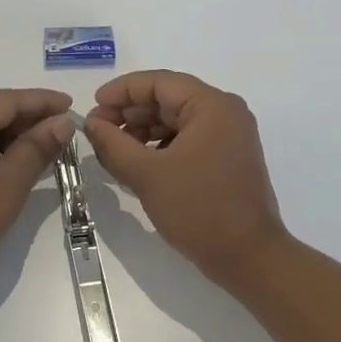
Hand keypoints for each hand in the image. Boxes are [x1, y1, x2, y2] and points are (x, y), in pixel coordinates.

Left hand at [0, 88, 75, 278]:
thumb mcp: (10, 180)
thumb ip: (38, 146)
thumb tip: (63, 121)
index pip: (8, 100)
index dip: (43, 102)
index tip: (72, 103)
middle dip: (29, 121)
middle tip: (64, 129)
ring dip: (14, 139)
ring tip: (46, 148)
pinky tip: (16, 164)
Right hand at [83, 70, 286, 283]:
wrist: (249, 259)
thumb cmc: (199, 209)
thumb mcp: (147, 174)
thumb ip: (113, 143)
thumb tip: (91, 123)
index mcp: (212, 106)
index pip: (159, 83)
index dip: (122, 91)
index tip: (93, 108)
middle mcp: (225, 113)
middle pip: (167, 100)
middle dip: (129, 113)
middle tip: (97, 132)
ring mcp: (228, 137)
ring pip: (175, 121)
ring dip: (141, 132)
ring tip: (112, 152)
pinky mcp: (226, 159)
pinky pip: (186, 141)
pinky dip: (159, 148)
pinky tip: (136, 166)